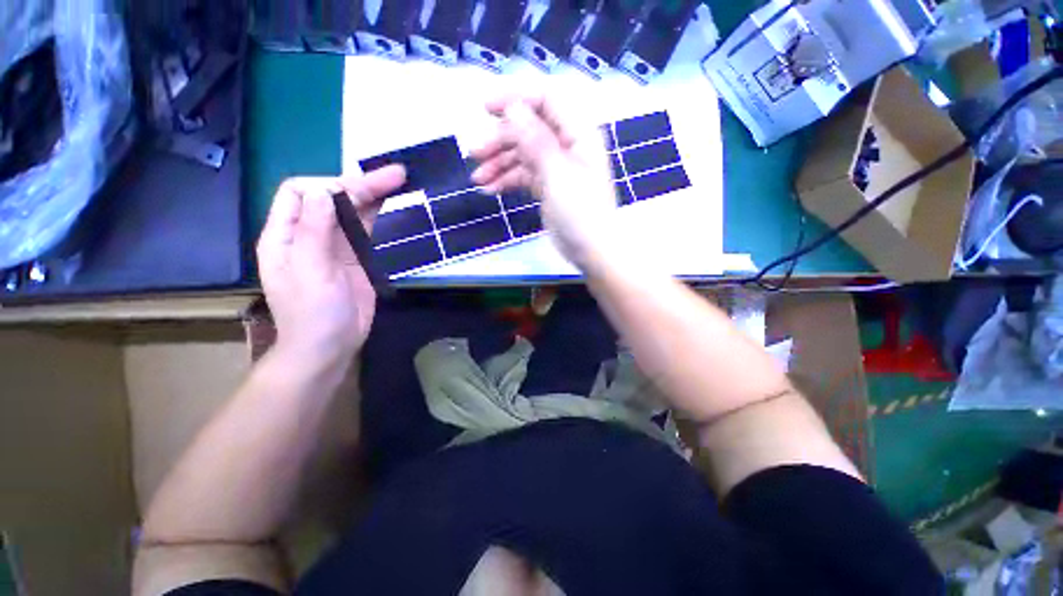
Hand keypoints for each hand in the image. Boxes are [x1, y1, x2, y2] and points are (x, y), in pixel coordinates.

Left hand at [257, 166, 405, 367]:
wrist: (330, 346)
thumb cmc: (313, 314)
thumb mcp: (311, 273)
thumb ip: (314, 231)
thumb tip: (323, 192)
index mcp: (285, 235)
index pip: (299, 192)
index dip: (329, 185)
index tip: (361, 191)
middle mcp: (307, 234)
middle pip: (330, 198)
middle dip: (359, 184)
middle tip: (395, 175)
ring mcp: (333, 246)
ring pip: (351, 211)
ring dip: (372, 195)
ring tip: (398, 181)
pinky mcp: (355, 257)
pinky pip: (365, 229)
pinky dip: (377, 214)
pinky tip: (391, 204)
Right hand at [471, 94, 618, 266]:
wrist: (591, 251)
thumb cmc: (581, 213)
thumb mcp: (558, 175)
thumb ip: (537, 141)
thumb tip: (513, 107)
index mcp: (578, 133)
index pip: (546, 100)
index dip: (515, 98)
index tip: (485, 108)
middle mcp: (566, 144)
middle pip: (529, 128)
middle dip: (500, 139)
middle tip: (474, 153)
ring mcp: (556, 167)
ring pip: (523, 153)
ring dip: (498, 163)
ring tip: (478, 179)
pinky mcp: (547, 186)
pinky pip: (523, 175)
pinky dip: (506, 180)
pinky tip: (490, 190)